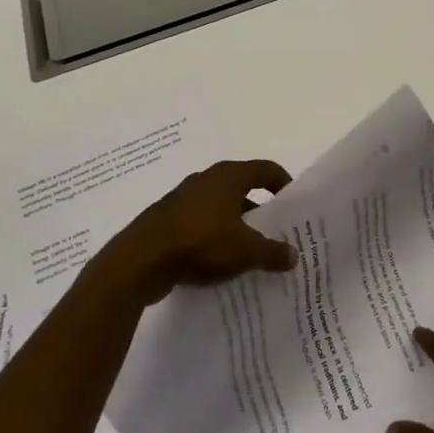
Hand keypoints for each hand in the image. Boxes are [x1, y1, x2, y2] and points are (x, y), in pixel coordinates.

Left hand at [96, 159, 295, 303]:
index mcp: (227, 177)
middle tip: (276, 233)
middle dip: (261, 211)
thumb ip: (273, 252)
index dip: (283, 183)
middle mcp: (205, 181)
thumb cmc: (200, 243)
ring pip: (220, 209)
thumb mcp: (246, 251)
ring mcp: (183, 200)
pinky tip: (220, 263)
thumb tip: (293, 255)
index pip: (265, 169)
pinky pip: (200, 225)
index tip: (293, 205)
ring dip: (236, 227)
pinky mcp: (167, 221)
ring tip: (250, 252)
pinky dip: (214, 239)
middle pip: (242, 189)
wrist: (140, 261)